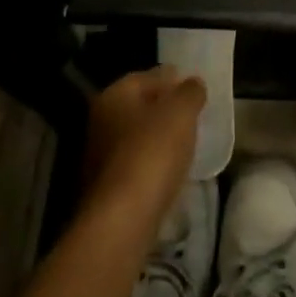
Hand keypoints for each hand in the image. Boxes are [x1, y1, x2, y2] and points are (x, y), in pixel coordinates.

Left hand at [81, 66, 205, 229]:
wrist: (123, 219)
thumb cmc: (152, 152)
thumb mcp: (181, 113)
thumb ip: (190, 92)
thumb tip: (193, 84)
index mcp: (114, 96)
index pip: (146, 77)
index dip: (172, 79)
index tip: (195, 88)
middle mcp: (100, 121)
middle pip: (139, 107)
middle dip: (165, 109)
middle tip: (194, 115)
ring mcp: (100, 156)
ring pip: (137, 137)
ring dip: (160, 138)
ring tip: (188, 143)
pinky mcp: (108, 187)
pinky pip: (136, 164)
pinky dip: (153, 163)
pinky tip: (172, 170)